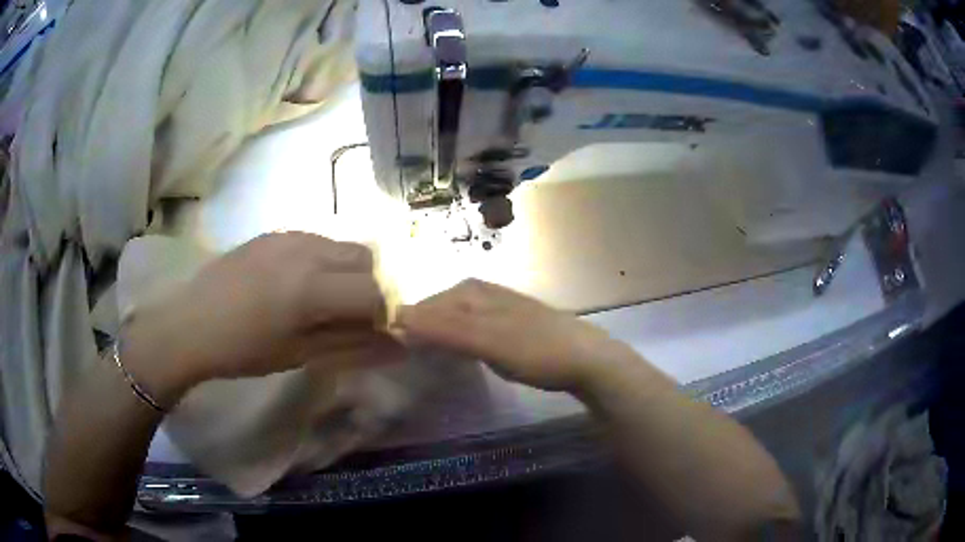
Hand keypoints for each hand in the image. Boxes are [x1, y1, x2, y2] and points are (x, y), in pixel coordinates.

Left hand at [124, 233, 401, 404]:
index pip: (376, 291)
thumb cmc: (242, 350)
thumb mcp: (300, 356)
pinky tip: (299, 286)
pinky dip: (325, 262)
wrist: (190, 324)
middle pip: (367, 259)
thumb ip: (353, 348)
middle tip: (351, 318)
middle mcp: (307, 249)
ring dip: (348, 273)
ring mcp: (289, 235)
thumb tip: (399, 348)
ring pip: (343, 246)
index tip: (374, 333)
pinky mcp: (274, 232)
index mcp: (312, 286)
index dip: (385, 314)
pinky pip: (317, 241)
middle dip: (370, 288)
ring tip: (324, 302)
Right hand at [395, 279, 626, 391]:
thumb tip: (398, 316)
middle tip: (407, 355)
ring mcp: (499, 307)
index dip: (408, 324)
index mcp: (473, 292)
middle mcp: (483, 293)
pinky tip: (460, 350)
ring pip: (456, 316)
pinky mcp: (511, 324)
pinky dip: (460, 338)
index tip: (391, 348)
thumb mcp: (486, 341)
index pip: (427, 305)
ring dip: (440, 333)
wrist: (586, 359)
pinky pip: (473, 325)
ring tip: (427, 354)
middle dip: (422, 327)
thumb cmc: (535, 350)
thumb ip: (444, 329)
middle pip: (440, 308)